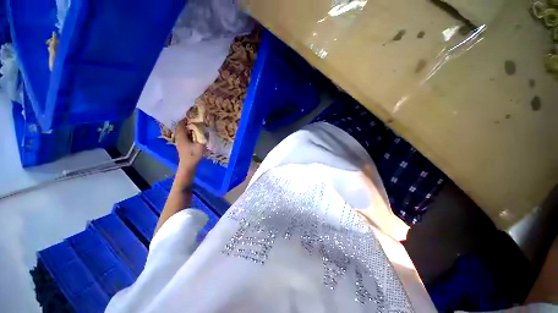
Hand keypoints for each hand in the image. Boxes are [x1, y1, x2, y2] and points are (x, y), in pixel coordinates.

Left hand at [175, 120, 205, 173]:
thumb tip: (205, 130)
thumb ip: (203, 137)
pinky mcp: (182, 146)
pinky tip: (194, 135)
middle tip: (194, 120)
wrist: (188, 166)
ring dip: (187, 128)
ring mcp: (180, 142)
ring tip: (195, 126)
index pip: (180, 125)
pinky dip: (187, 133)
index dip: (185, 120)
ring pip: (182, 132)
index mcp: (181, 137)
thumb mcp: (200, 146)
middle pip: (180, 128)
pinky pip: (184, 136)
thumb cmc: (193, 155)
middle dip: (186, 123)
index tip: (191, 116)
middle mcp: (179, 138)